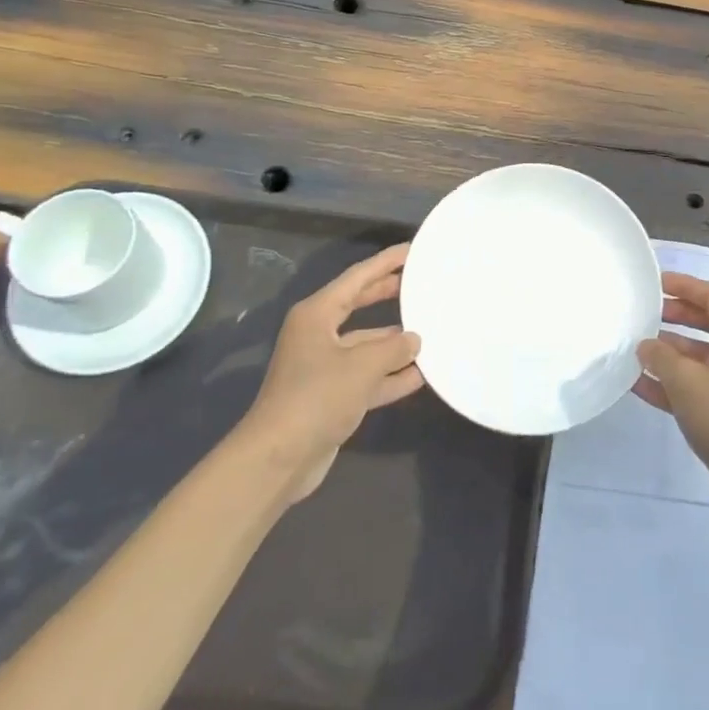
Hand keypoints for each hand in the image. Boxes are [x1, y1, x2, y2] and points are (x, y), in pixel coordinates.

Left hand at [239, 243, 424, 505]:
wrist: (278, 459)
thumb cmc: (317, 397)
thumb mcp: (363, 366)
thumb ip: (394, 349)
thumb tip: (414, 340)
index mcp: (316, 314)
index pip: (357, 278)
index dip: (385, 262)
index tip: (412, 250)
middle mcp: (318, 334)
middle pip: (359, 306)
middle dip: (389, 294)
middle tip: (421, 282)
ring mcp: (323, 367)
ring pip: (366, 345)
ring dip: (394, 342)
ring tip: (430, 331)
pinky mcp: (330, 396)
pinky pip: (366, 376)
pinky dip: (389, 375)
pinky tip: (419, 375)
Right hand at [632, 272, 708, 519]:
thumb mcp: (685, 380)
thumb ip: (660, 356)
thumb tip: (646, 345)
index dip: (684, 285)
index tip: (656, 283)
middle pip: (705, 322)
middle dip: (674, 316)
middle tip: (644, 313)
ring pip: (698, 355)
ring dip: (669, 351)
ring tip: (635, 348)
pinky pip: (696, 384)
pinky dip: (671, 382)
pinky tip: (639, 384)